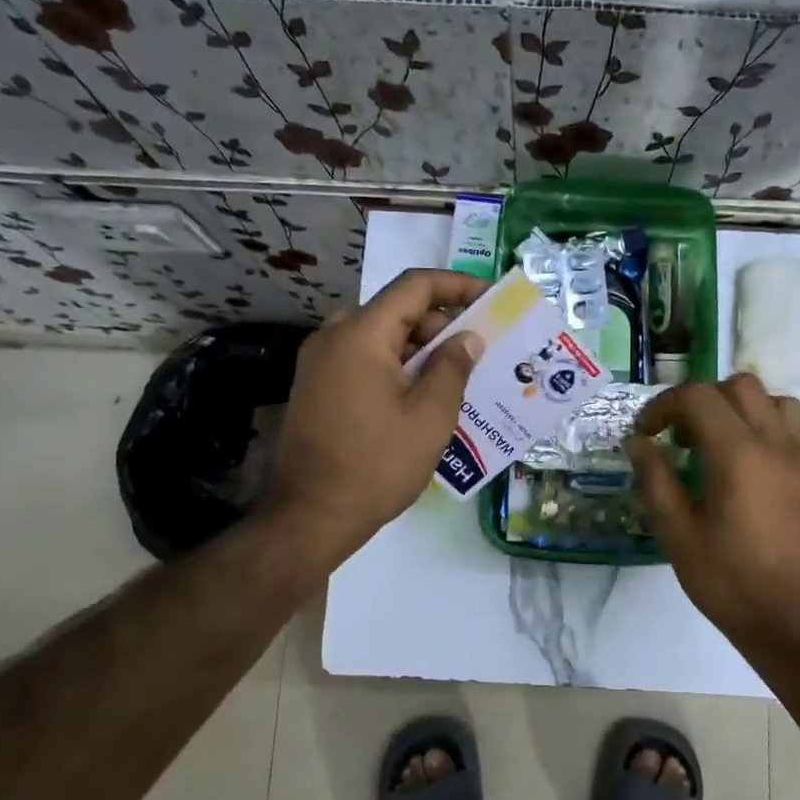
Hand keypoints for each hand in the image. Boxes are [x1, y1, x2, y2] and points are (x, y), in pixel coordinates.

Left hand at [266, 268, 487, 560]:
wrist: (310, 515)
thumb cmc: (377, 464)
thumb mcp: (429, 416)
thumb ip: (453, 367)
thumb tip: (467, 337)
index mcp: (361, 334)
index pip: (415, 286)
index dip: (457, 285)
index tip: (490, 298)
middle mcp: (334, 336)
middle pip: (396, 310)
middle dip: (441, 323)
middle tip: (478, 348)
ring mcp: (319, 362)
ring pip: (380, 336)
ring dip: (420, 348)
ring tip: (458, 375)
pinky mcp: (316, 386)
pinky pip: (364, 359)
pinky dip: (396, 365)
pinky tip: (423, 394)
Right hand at [627, 374, 799, 650]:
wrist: (791, 624)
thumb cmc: (727, 581)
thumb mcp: (676, 533)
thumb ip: (655, 479)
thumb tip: (638, 442)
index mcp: (736, 452)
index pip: (697, 396)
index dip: (663, 406)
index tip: (647, 434)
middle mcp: (776, 444)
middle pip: (742, 386)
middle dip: (705, 400)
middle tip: (683, 436)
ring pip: (782, 404)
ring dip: (748, 412)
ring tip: (726, 443)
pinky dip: (788, 440)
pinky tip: (771, 465)